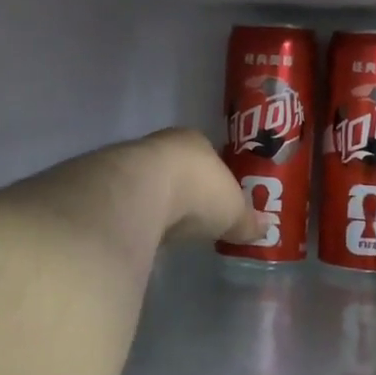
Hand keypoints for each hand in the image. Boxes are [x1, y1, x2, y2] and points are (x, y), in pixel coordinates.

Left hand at [138, 128, 267, 246]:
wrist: (139, 194)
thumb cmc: (198, 192)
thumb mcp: (234, 211)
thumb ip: (247, 220)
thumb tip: (266, 228)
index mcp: (196, 141)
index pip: (210, 156)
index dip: (217, 179)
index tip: (221, 201)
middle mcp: (164, 145)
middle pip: (180, 169)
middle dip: (187, 191)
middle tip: (197, 217)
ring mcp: (132, 163)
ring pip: (152, 183)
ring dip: (159, 203)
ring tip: (169, 229)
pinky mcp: (109, 186)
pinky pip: (131, 202)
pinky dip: (139, 216)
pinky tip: (145, 233)